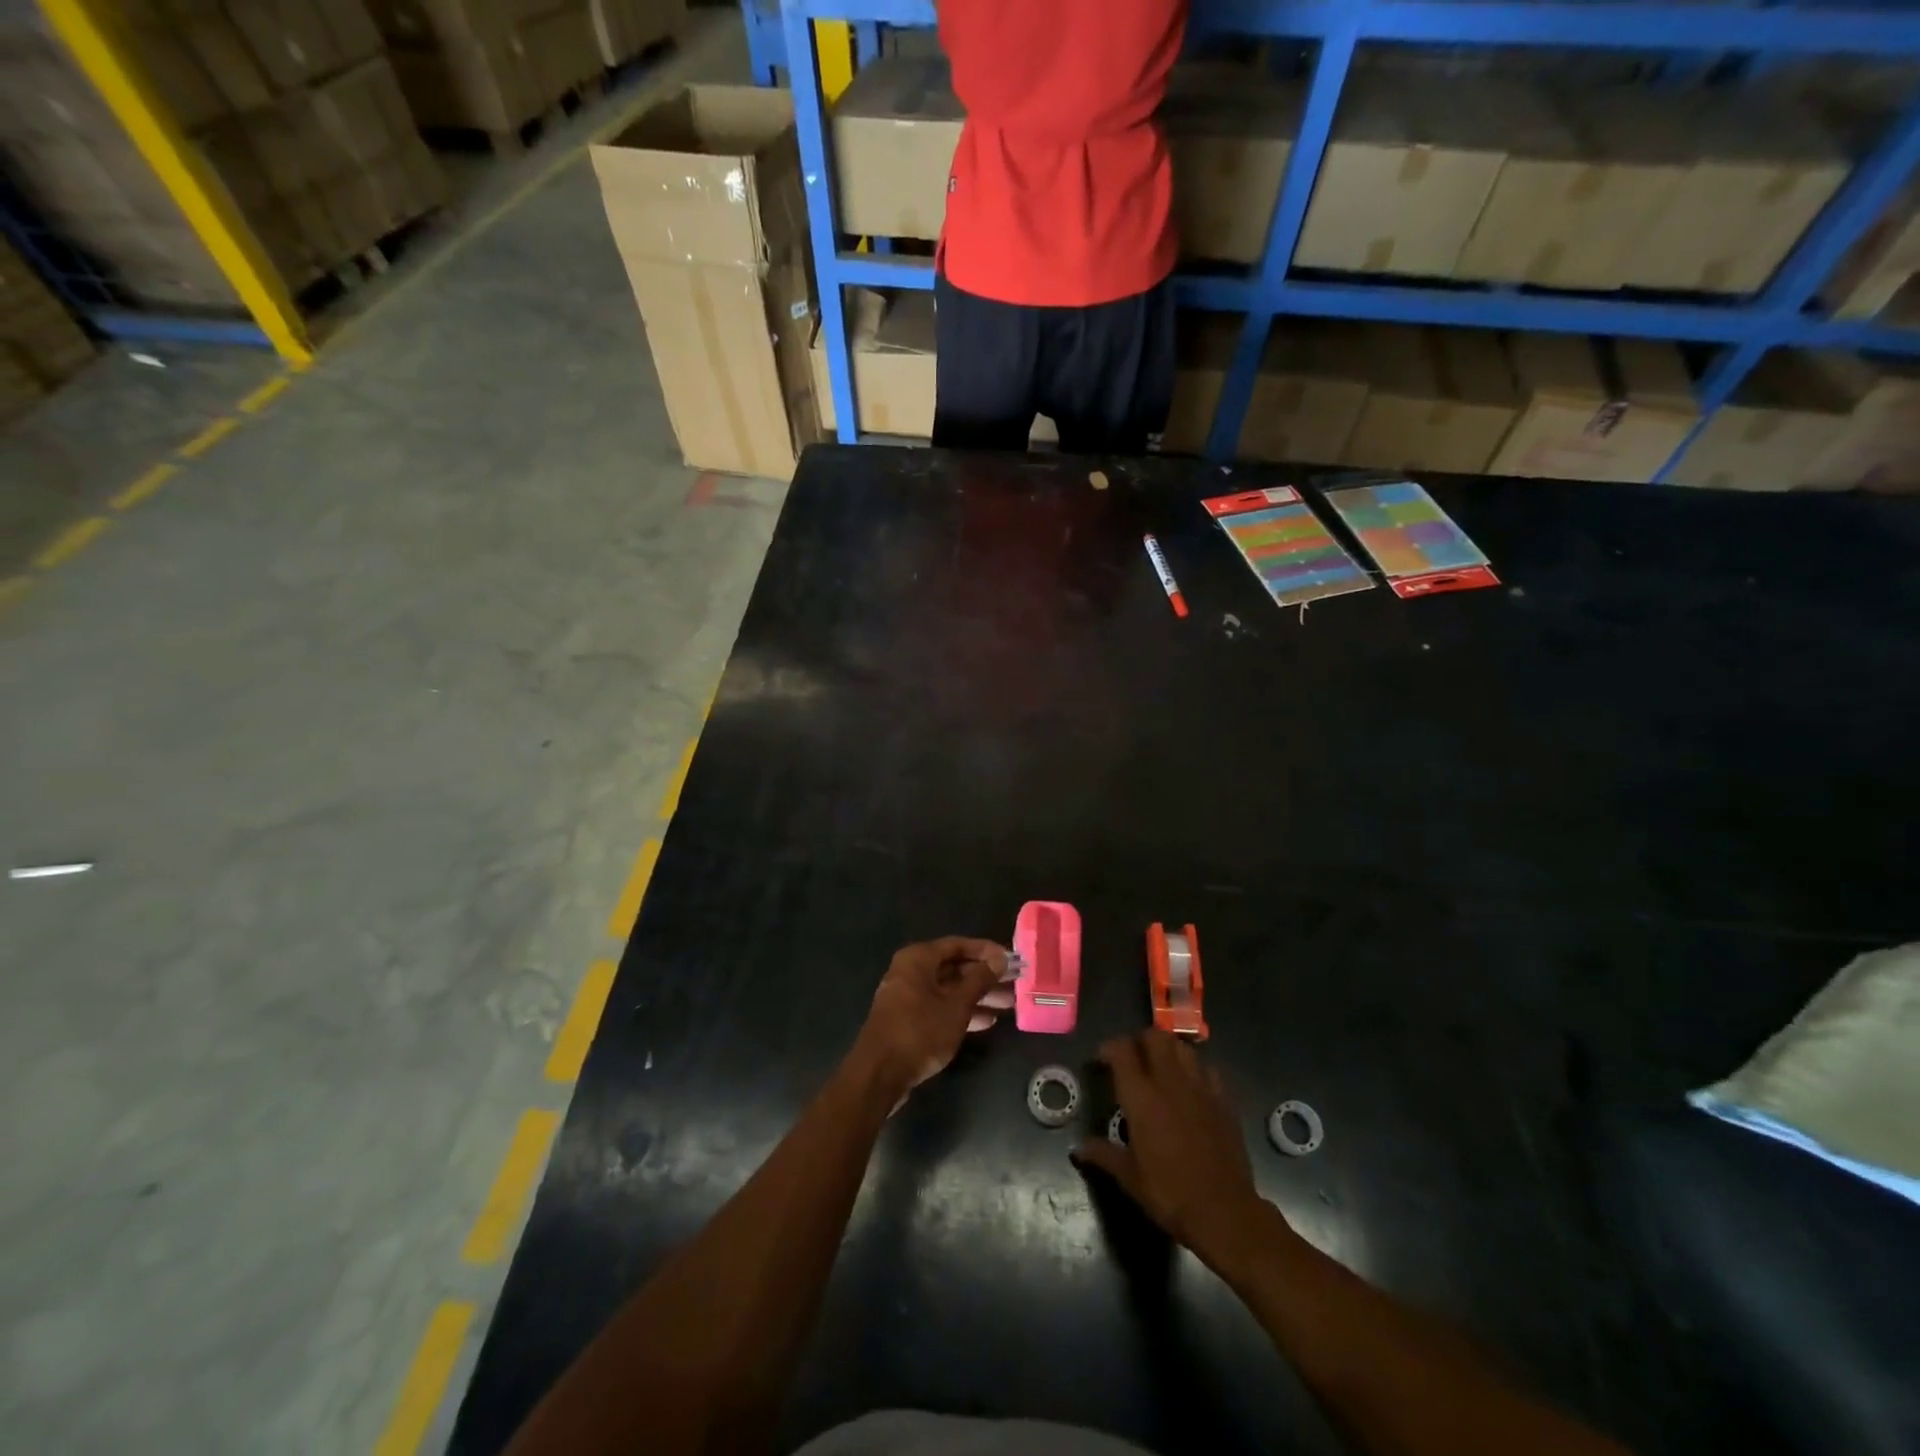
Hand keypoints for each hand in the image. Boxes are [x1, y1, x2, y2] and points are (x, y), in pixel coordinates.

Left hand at [851, 936, 1012, 1099]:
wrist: (879, 1074)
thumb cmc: (920, 1031)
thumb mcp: (957, 1005)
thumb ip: (979, 979)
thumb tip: (1000, 958)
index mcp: (918, 958)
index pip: (958, 945)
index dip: (986, 951)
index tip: (1011, 960)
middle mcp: (910, 971)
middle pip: (954, 967)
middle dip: (985, 977)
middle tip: (1014, 984)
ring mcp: (908, 996)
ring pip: (949, 989)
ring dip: (977, 996)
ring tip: (1008, 1005)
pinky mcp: (908, 1019)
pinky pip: (940, 1007)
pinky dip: (961, 1011)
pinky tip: (987, 1022)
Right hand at [1072, 1031, 1269, 1260]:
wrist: (1225, 1213)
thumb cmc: (1170, 1193)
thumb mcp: (1130, 1178)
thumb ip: (1103, 1155)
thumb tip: (1077, 1149)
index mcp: (1141, 1097)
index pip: (1122, 1050)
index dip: (1110, 1048)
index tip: (1103, 1061)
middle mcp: (1170, 1082)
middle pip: (1155, 1036)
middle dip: (1141, 1041)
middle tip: (1134, 1060)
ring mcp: (1201, 1088)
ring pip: (1183, 1047)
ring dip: (1169, 1051)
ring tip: (1162, 1069)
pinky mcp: (1224, 1101)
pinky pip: (1209, 1070)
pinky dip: (1197, 1071)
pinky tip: (1192, 1088)